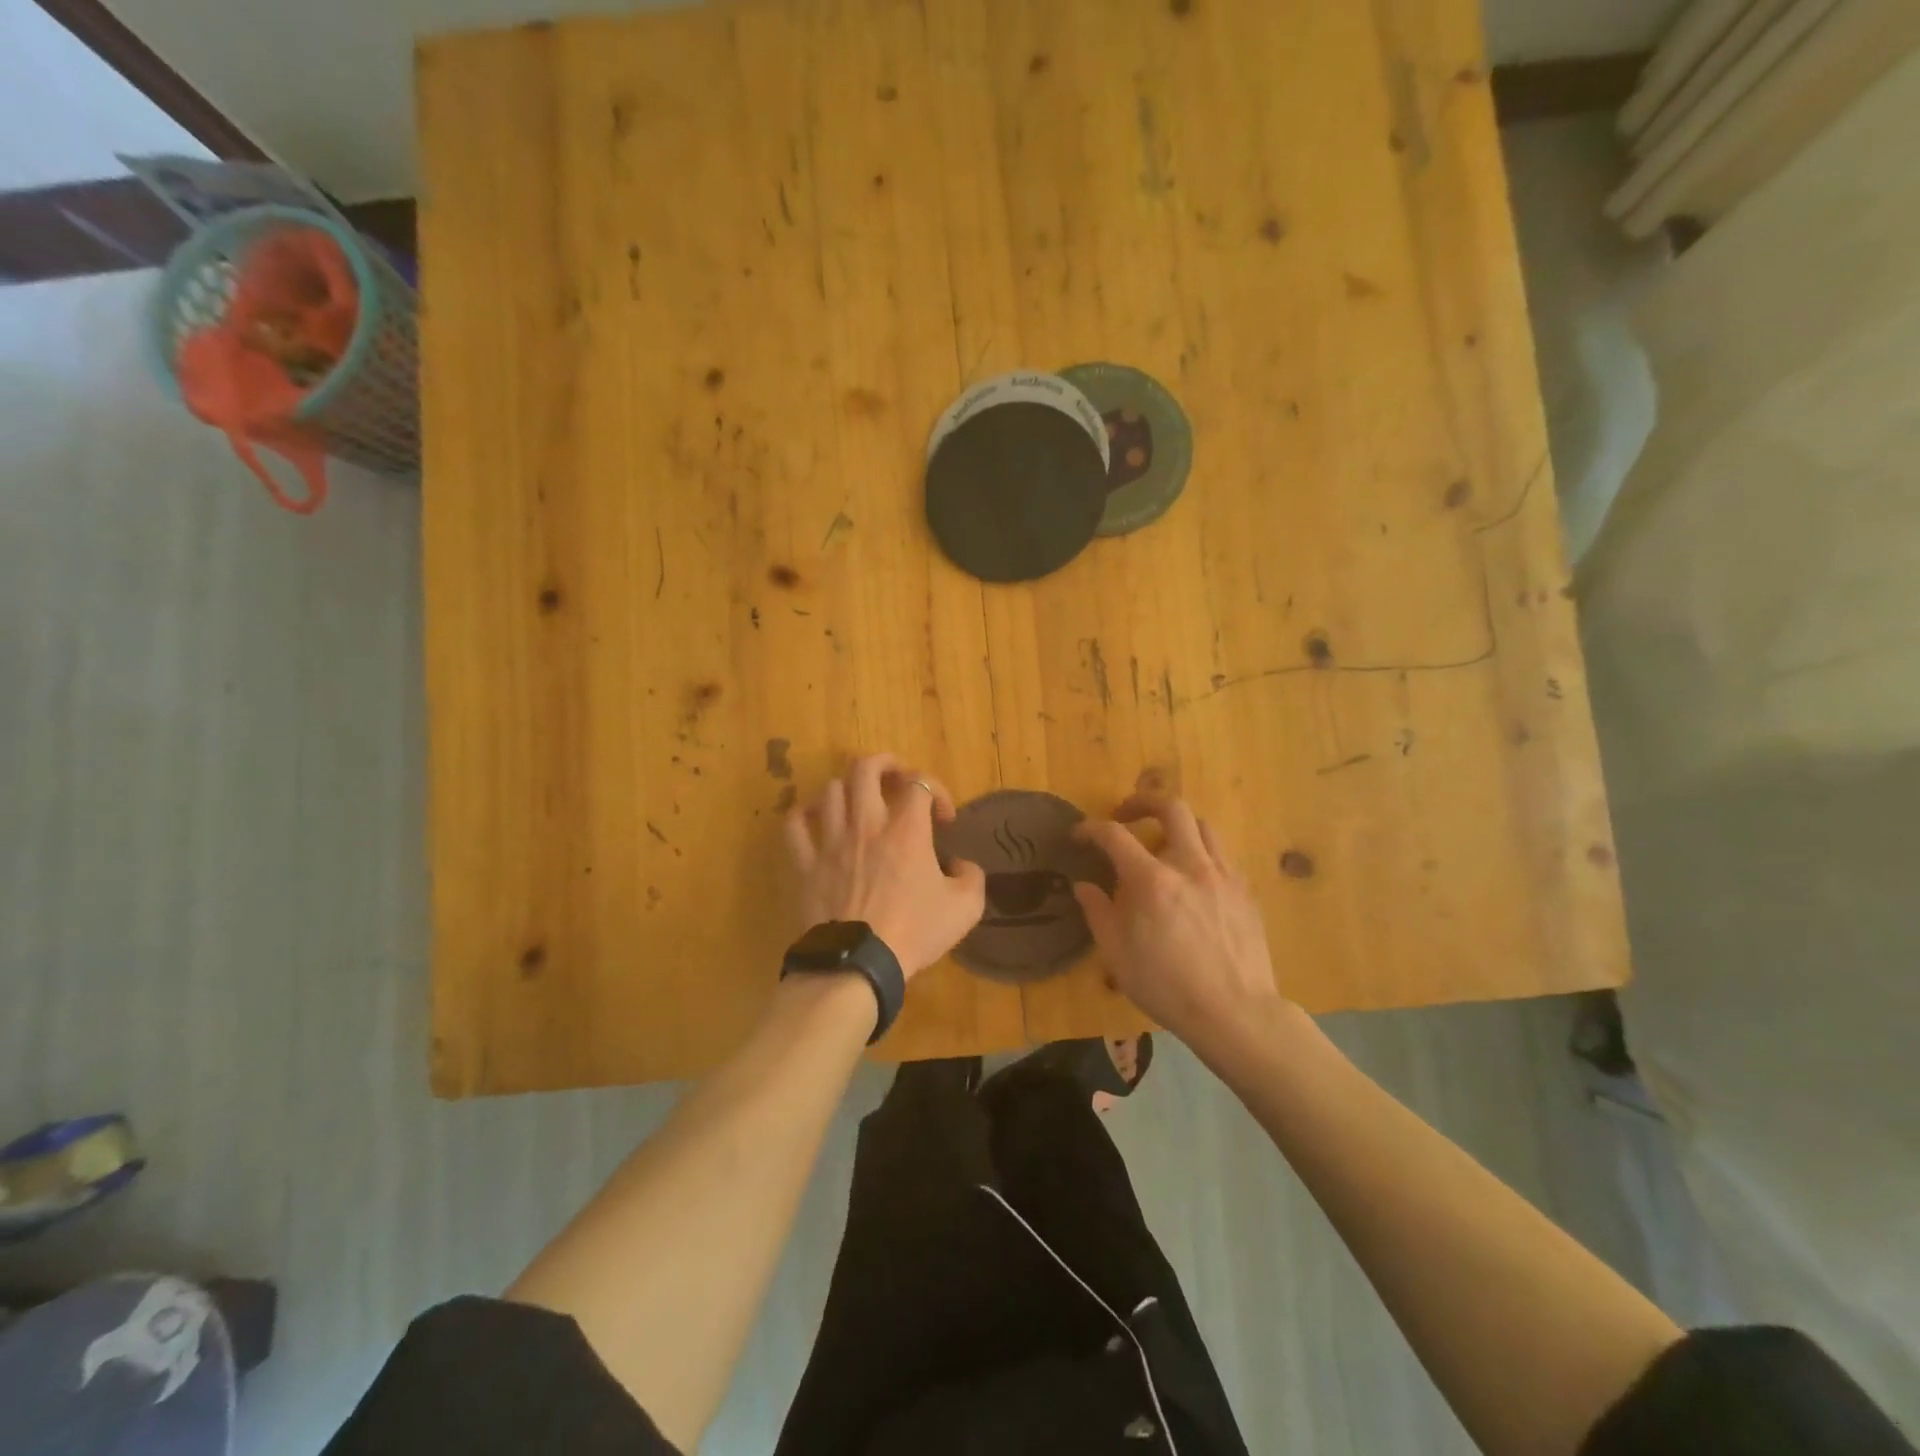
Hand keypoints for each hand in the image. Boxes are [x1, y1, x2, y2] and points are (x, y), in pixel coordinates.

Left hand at [784, 754, 985, 977]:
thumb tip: (962, 865)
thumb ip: (972, 878)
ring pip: (831, 789)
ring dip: (849, 789)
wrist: (858, 964)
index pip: (920, 782)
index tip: (943, 819)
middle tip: (897, 781)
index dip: (936, 790)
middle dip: (885, 764)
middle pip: (866, 768)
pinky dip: (805, 814)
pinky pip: (794, 824)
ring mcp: (830, 841)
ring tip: (859, 803)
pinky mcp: (805, 863)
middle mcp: (866, 824)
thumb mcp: (965, 909)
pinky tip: (816, 820)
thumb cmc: (913, 933)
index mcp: (907, 830)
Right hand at [1074, 793, 1287, 1053]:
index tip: (1079, 835)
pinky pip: (1222, 854)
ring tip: (1163, 842)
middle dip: (1143, 802)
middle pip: (1171, 808)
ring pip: (1202, 825)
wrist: (1235, 1013)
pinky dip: (1201, 852)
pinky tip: (1193, 877)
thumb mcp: (1116, 954)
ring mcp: (1223, 875)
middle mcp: (1189, 865)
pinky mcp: (1245, 890)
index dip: (1090, 829)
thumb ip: (1097, 912)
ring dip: (1177, 825)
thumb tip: (1083, 886)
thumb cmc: (1167, 987)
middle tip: (1126, 815)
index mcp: (1151, 880)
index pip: (1114, 835)